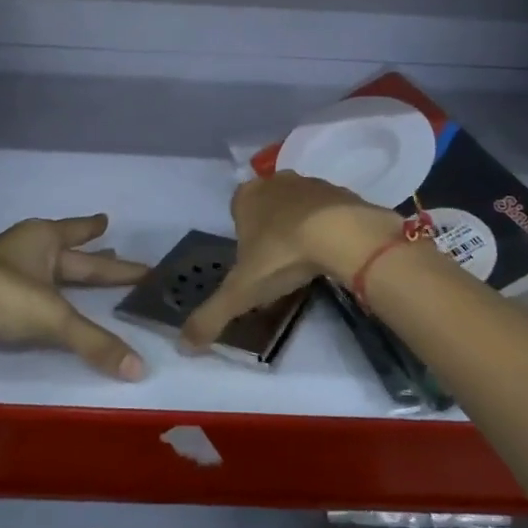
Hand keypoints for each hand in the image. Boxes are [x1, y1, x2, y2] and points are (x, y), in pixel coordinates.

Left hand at [0, 215, 149, 379]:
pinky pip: (29, 288)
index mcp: (44, 238)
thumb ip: (94, 342)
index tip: (108, 220)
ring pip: (46, 268)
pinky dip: (45, 293)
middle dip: (92, 255)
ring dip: (67, 272)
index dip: (96, 231)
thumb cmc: (0, 295)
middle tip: (114, 250)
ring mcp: (4, 269)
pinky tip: (47, 302)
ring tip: (86, 276)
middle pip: (68, 252)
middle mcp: (26, 247)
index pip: (80, 234)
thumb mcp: (53, 317)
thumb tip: (139, 369)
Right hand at [181, 173, 397, 350]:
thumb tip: (183, 345)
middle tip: (278, 263)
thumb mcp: (240, 293)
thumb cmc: (282, 255)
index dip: (242, 234)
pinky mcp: (343, 193)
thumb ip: (210, 317)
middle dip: (271, 228)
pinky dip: (329, 228)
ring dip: (301, 227)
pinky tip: (333, 253)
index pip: (237, 208)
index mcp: (247, 196)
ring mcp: (312, 183)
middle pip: (269, 204)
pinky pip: (330, 212)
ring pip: (300, 205)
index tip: (252, 262)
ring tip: (307, 261)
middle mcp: (277, 182)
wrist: (343, 235)